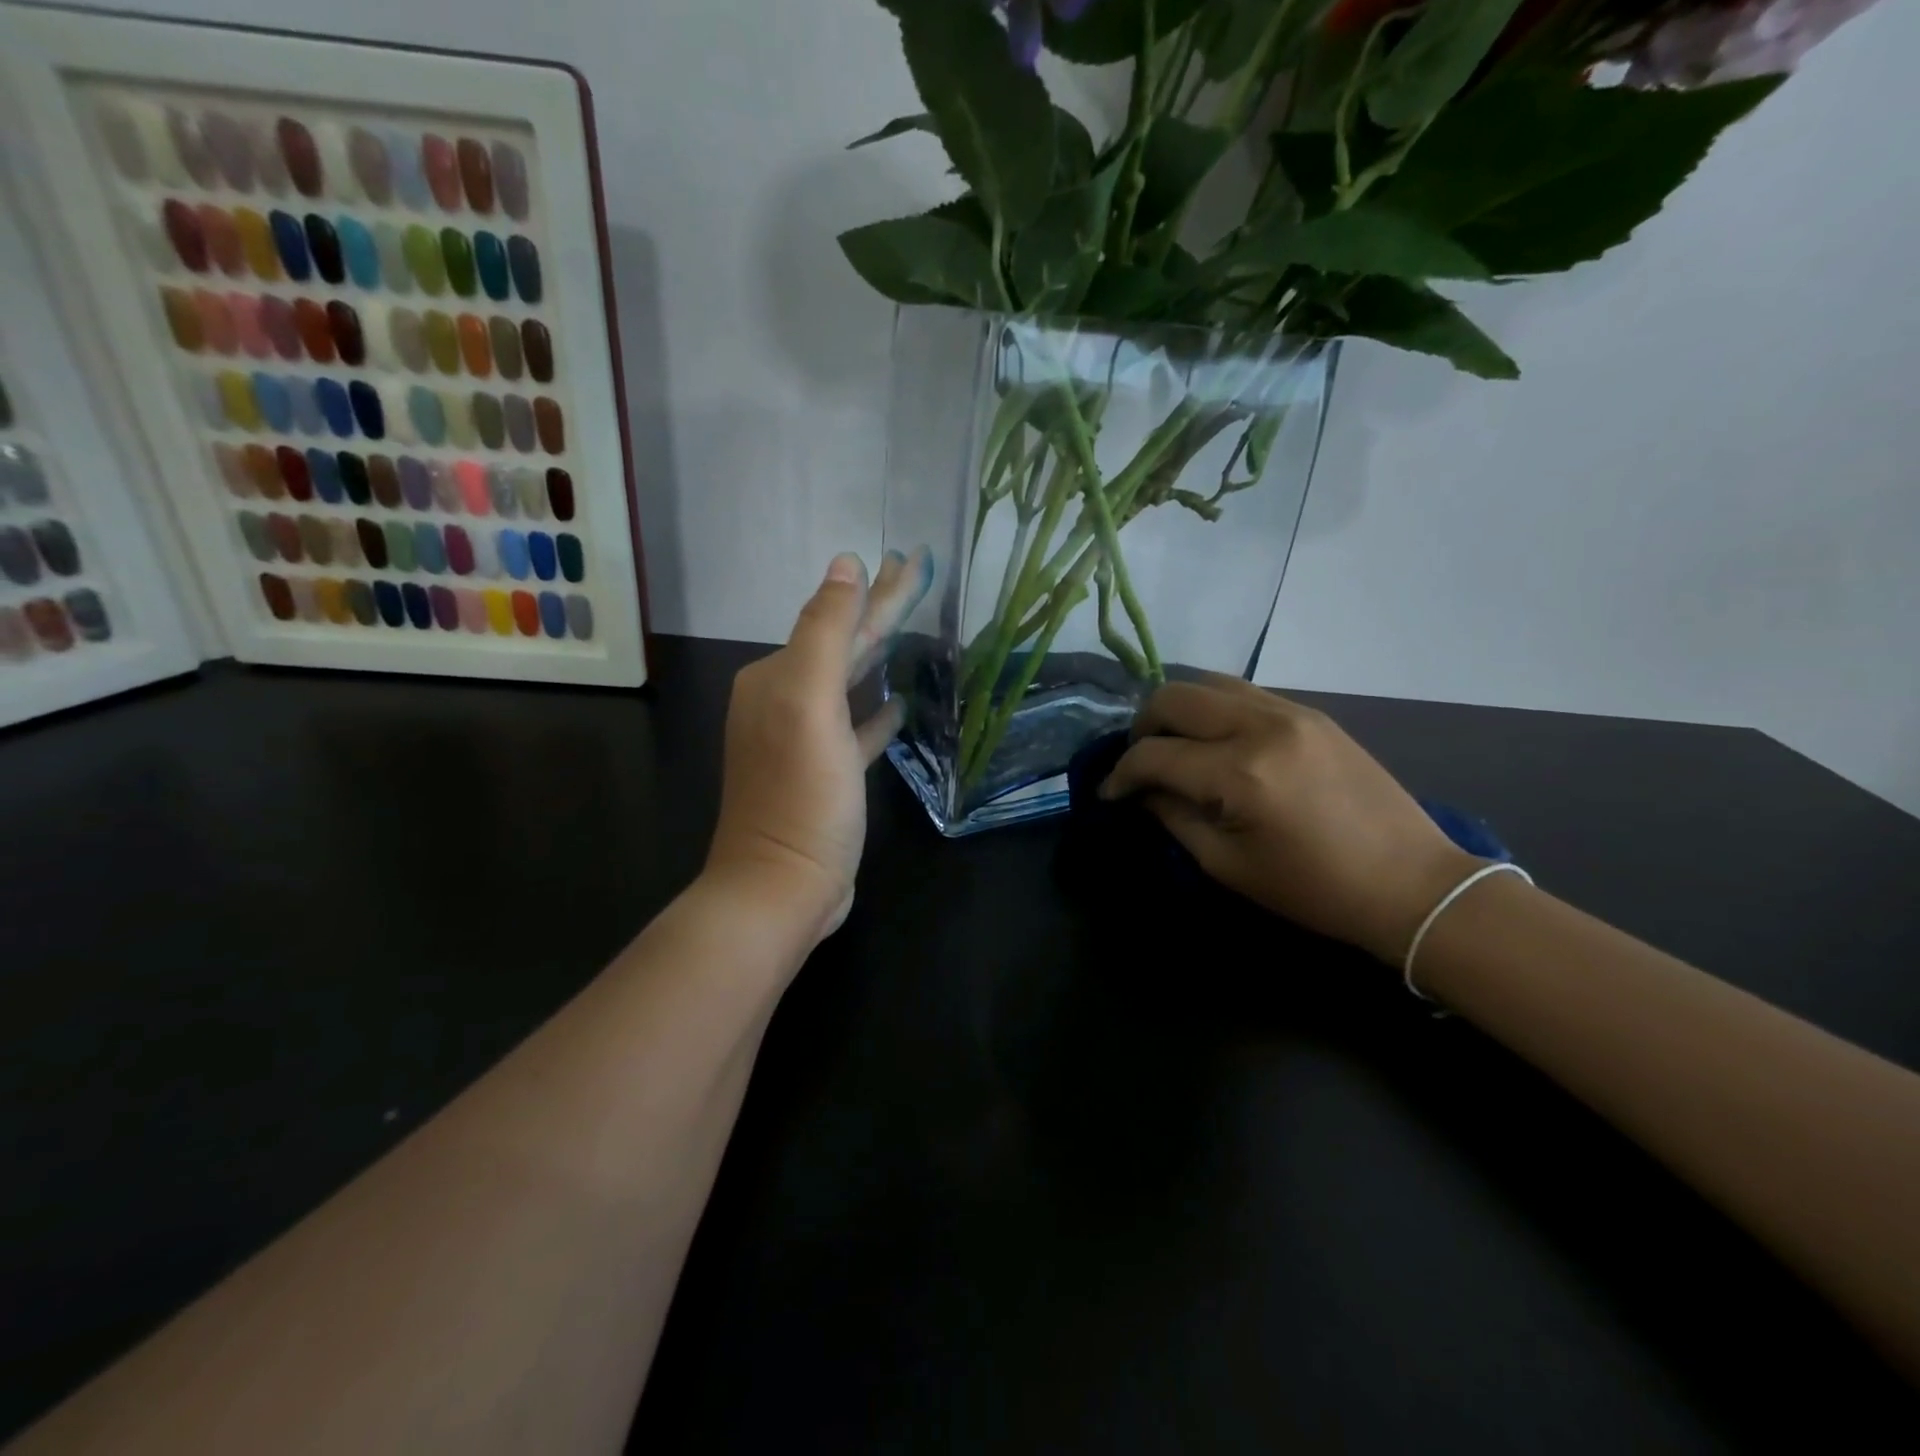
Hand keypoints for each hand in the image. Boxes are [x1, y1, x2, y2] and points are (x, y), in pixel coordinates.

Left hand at [706, 550, 929, 942]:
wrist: (781, 887)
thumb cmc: (800, 794)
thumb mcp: (808, 705)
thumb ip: (826, 632)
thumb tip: (845, 565)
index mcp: (777, 678)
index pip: (837, 620)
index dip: (878, 589)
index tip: (913, 557)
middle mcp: (783, 701)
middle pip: (842, 645)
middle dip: (880, 611)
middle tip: (919, 575)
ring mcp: (804, 740)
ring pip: (849, 684)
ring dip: (878, 655)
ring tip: (912, 629)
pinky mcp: (825, 775)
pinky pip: (855, 730)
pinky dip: (875, 713)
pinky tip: (901, 704)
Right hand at [1102, 674, 1480, 963]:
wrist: (1411, 884)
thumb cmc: (1314, 889)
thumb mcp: (1228, 865)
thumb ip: (1174, 818)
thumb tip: (1142, 791)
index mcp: (1240, 773)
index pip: (1154, 755)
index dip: (1121, 774)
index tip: (1110, 794)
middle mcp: (1261, 726)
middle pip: (1173, 697)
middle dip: (1142, 728)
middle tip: (1139, 763)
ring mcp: (1291, 712)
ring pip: (1208, 683)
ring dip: (1177, 710)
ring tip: (1173, 745)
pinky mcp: (1312, 713)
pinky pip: (1244, 692)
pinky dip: (1214, 708)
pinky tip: (1215, 741)